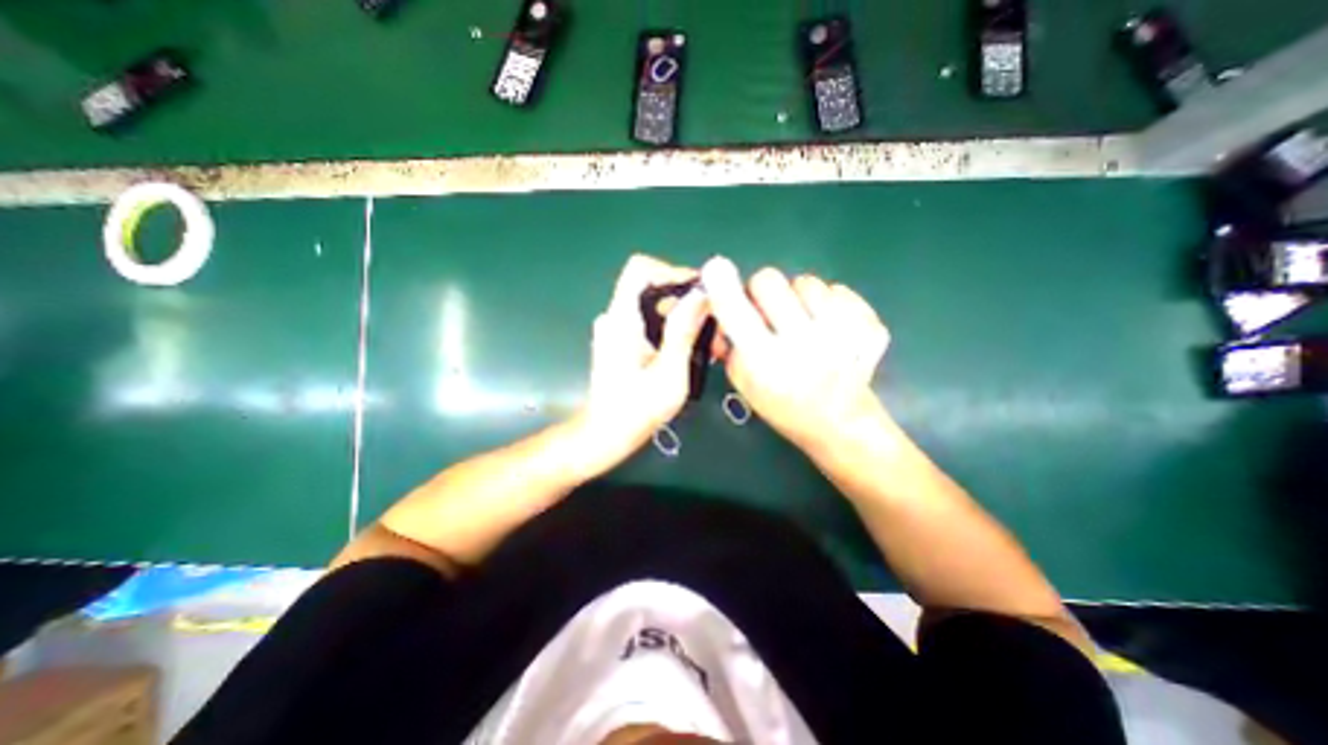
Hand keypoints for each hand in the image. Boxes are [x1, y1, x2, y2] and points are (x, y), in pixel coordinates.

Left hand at [577, 256, 711, 461]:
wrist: (607, 434)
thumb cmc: (637, 409)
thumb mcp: (669, 371)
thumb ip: (683, 330)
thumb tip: (701, 293)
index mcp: (622, 318)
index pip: (640, 269)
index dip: (672, 272)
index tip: (700, 294)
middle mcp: (615, 317)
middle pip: (652, 287)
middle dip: (685, 300)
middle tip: (713, 324)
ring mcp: (616, 330)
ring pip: (653, 306)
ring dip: (681, 317)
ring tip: (707, 341)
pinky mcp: (621, 342)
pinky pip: (649, 322)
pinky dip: (670, 329)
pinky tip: (688, 351)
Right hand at [695, 254, 891, 454]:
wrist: (839, 423)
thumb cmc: (783, 405)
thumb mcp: (743, 382)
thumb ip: (730, 344)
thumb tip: (721, 307)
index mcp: (765, 361)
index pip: (736, 312)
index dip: (722, 287)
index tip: (715, 268)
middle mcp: (802, 343)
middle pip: (769, 279)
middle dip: (761, 290)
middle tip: (768, 310)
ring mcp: (842, 333)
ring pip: (806, 281)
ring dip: (798, 298)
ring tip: (803, 323)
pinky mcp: (869, 327)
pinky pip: (840, 291)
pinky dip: (831, 304)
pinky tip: (830, 328)